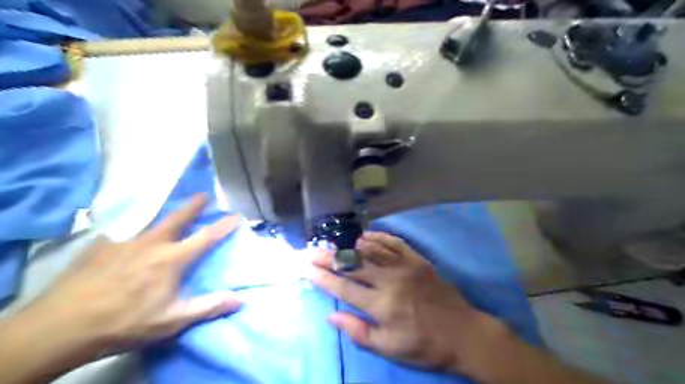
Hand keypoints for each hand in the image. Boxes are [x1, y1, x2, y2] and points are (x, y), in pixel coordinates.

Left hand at [23, 195, 241, 353]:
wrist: (60, 327)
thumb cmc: (125, 323)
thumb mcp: (172, 321)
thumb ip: (208, 307)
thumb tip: (240, 300)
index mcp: (171, 259)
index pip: (206, 237)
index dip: (224, 226)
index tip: (237, 216)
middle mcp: (151, 243)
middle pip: (177, 218)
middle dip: (193, 205)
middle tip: (203, 195)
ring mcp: (123, 242)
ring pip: (148, 221)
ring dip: (162, 215)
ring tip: (166, 213)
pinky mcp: (99, 246)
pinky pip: (120, 233)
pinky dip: (128, 232)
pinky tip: (122, 240)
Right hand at [308, 233, 510, 376]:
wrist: (463, 333)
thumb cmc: (424, 345)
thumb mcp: (390, 348)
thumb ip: (358, 331)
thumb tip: (331, 316)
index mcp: (382, 305)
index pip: (344, 288)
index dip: (323, 277)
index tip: (306, 268)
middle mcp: (390, 280)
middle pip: (353, 265)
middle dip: (330, 258)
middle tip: (312, 251)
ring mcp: (405, 266)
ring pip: (371, 250)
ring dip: (349, 246)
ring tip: (333, 243)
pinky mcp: (418, 260)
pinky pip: (394, 243)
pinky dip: (378, 237)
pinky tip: (365, 235)